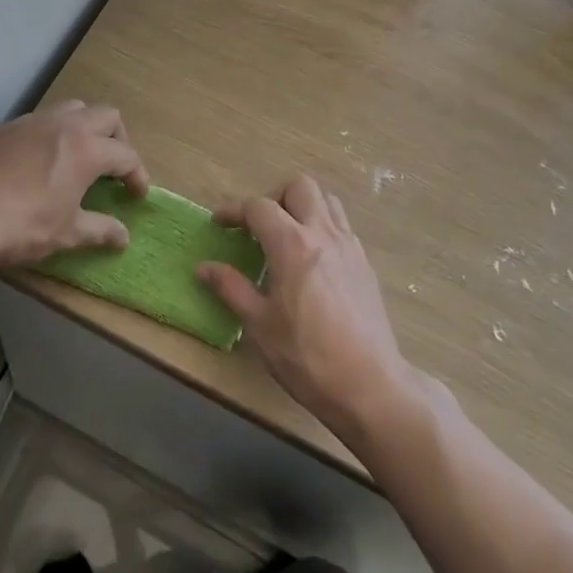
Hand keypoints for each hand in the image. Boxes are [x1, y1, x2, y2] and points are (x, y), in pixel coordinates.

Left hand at [0, 102, 148, 270]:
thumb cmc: (23, 226)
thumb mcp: (67, 233)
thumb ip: (100, 230)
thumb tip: (124, 237)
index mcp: (87, 149)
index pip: (126, 155)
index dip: (137, 175)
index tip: (137, 194)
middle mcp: (65, 125)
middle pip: (106, 116)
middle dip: (118, 139)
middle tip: (113, 167)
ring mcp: (34, 121)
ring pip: (73, 108)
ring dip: (86, 127)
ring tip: (80, 155)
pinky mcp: (8, 127)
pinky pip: (42, 118)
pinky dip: (54, 132)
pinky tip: (42, 159)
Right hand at [198, 176, 417, 445]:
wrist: (369, 385)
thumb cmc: (307, 357)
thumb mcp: (260, 325)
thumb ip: (231, 288)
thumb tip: (204, 267)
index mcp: (292, 244)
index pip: (259, 207)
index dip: (235, 211)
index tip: (220, 224)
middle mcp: (323, 233)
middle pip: (300, 187)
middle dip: (274, 197)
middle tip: (259, 226)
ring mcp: (349, 246)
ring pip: (327, 200)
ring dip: (303, 206)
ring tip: (287, 235)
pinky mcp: (365, 263)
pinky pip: (342, 226)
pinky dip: (322, 227)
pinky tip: (312, 259)